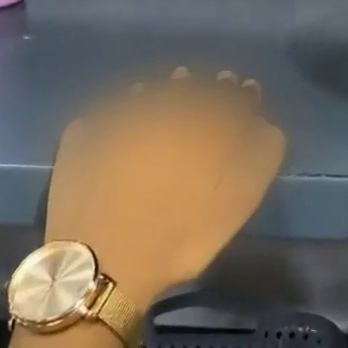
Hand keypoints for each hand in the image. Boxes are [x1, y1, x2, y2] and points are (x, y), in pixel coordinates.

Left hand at [45, 68, 286, 306]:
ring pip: (151, 92)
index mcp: (200, 125)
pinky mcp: (83, 132)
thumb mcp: (235, 205)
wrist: (99, 264)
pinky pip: (112, 108)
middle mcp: (160, 110)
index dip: (240, 95)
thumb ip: (259, 158)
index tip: (246, 90)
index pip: (227, 97)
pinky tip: (128, 111)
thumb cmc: (178, 239)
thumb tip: (264, 124)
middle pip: (189, 89)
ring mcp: (116, 118)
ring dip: (167, 89)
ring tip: (175, 89)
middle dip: (205, 87)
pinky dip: (127, 103)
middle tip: (214, 84)